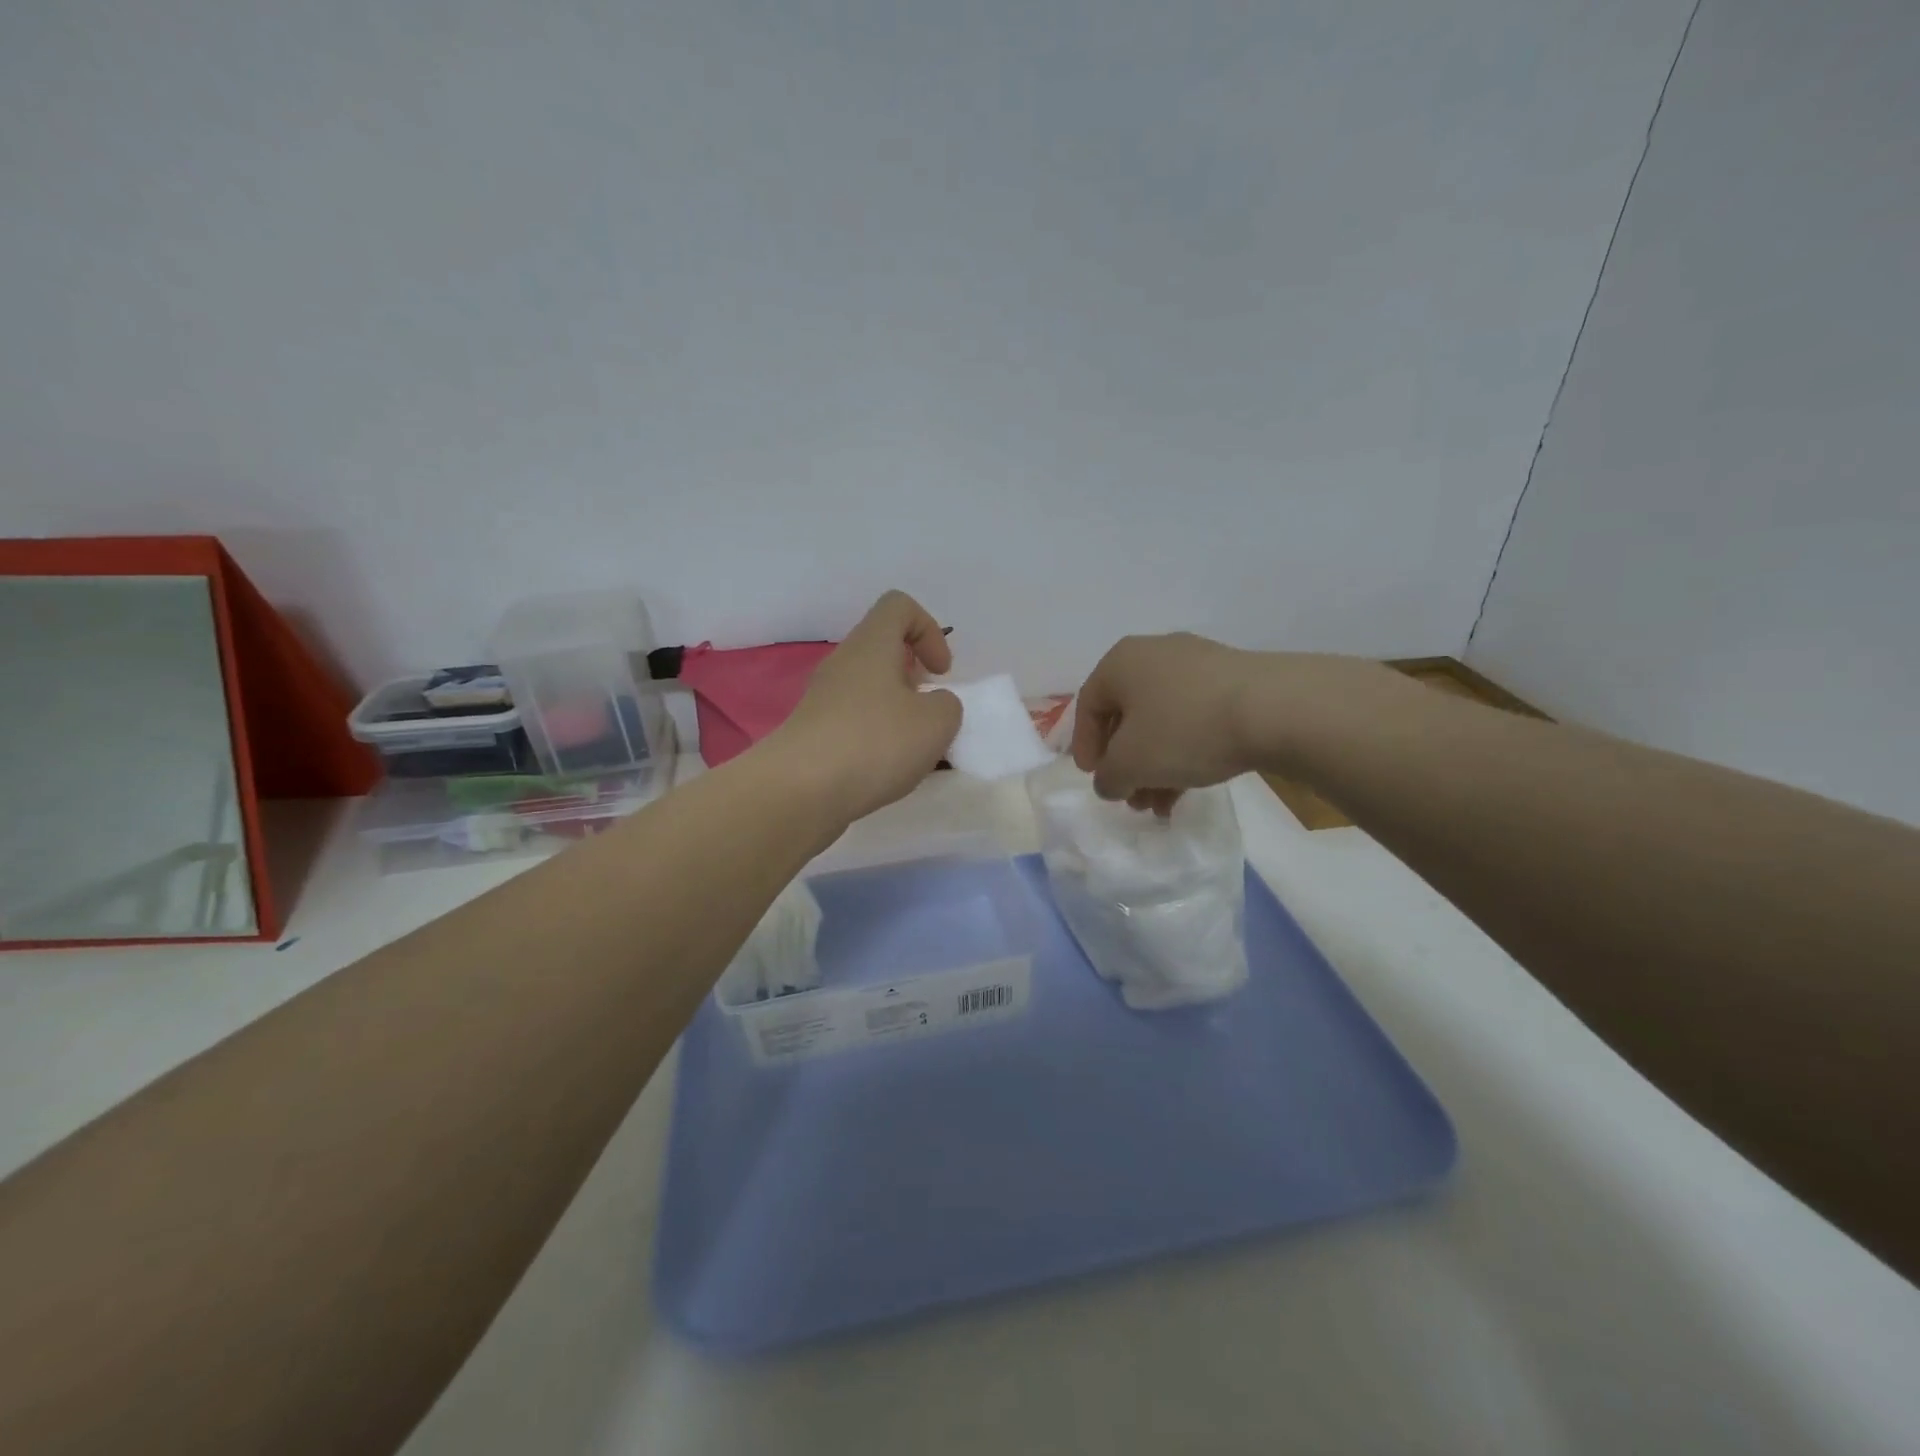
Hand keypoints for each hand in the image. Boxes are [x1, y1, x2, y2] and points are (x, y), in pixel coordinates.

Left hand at [769, 590, 961, 822]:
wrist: (799, 792)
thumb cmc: (874, 743)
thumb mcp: (936, 722)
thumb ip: (948, 706)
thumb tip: (933, 706)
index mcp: (871, 646)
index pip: (899, 606)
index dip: (929, 630)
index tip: (941, 673)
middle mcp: (843, 665)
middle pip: (884, 653)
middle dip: (915, 681)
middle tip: (930, 715)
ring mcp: (823, 702)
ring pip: (871, 694)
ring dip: (899, 717)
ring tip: (915, 754)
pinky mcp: (814, 736)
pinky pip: (855, 726)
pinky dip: (877, 743)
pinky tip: (888, 775)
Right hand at [1071, 633, 1264, 805]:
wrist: (1276, 710)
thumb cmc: (1185, 729)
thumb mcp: (1131, 764)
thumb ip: (1108, 778)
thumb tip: (1111, 782)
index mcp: (1122, 662)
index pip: (1088, 705)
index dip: (1085, 746)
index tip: (1094, 779)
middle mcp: (1156, 654)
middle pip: (1128, 716)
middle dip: (1126, 764)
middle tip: (1130, 797)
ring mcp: (1199, 664)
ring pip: (1163, 721)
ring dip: (1155, 765)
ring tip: (1161, 804)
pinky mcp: (1234, 681)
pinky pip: (1195, 719)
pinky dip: (1184, 752)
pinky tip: (1190, 787)